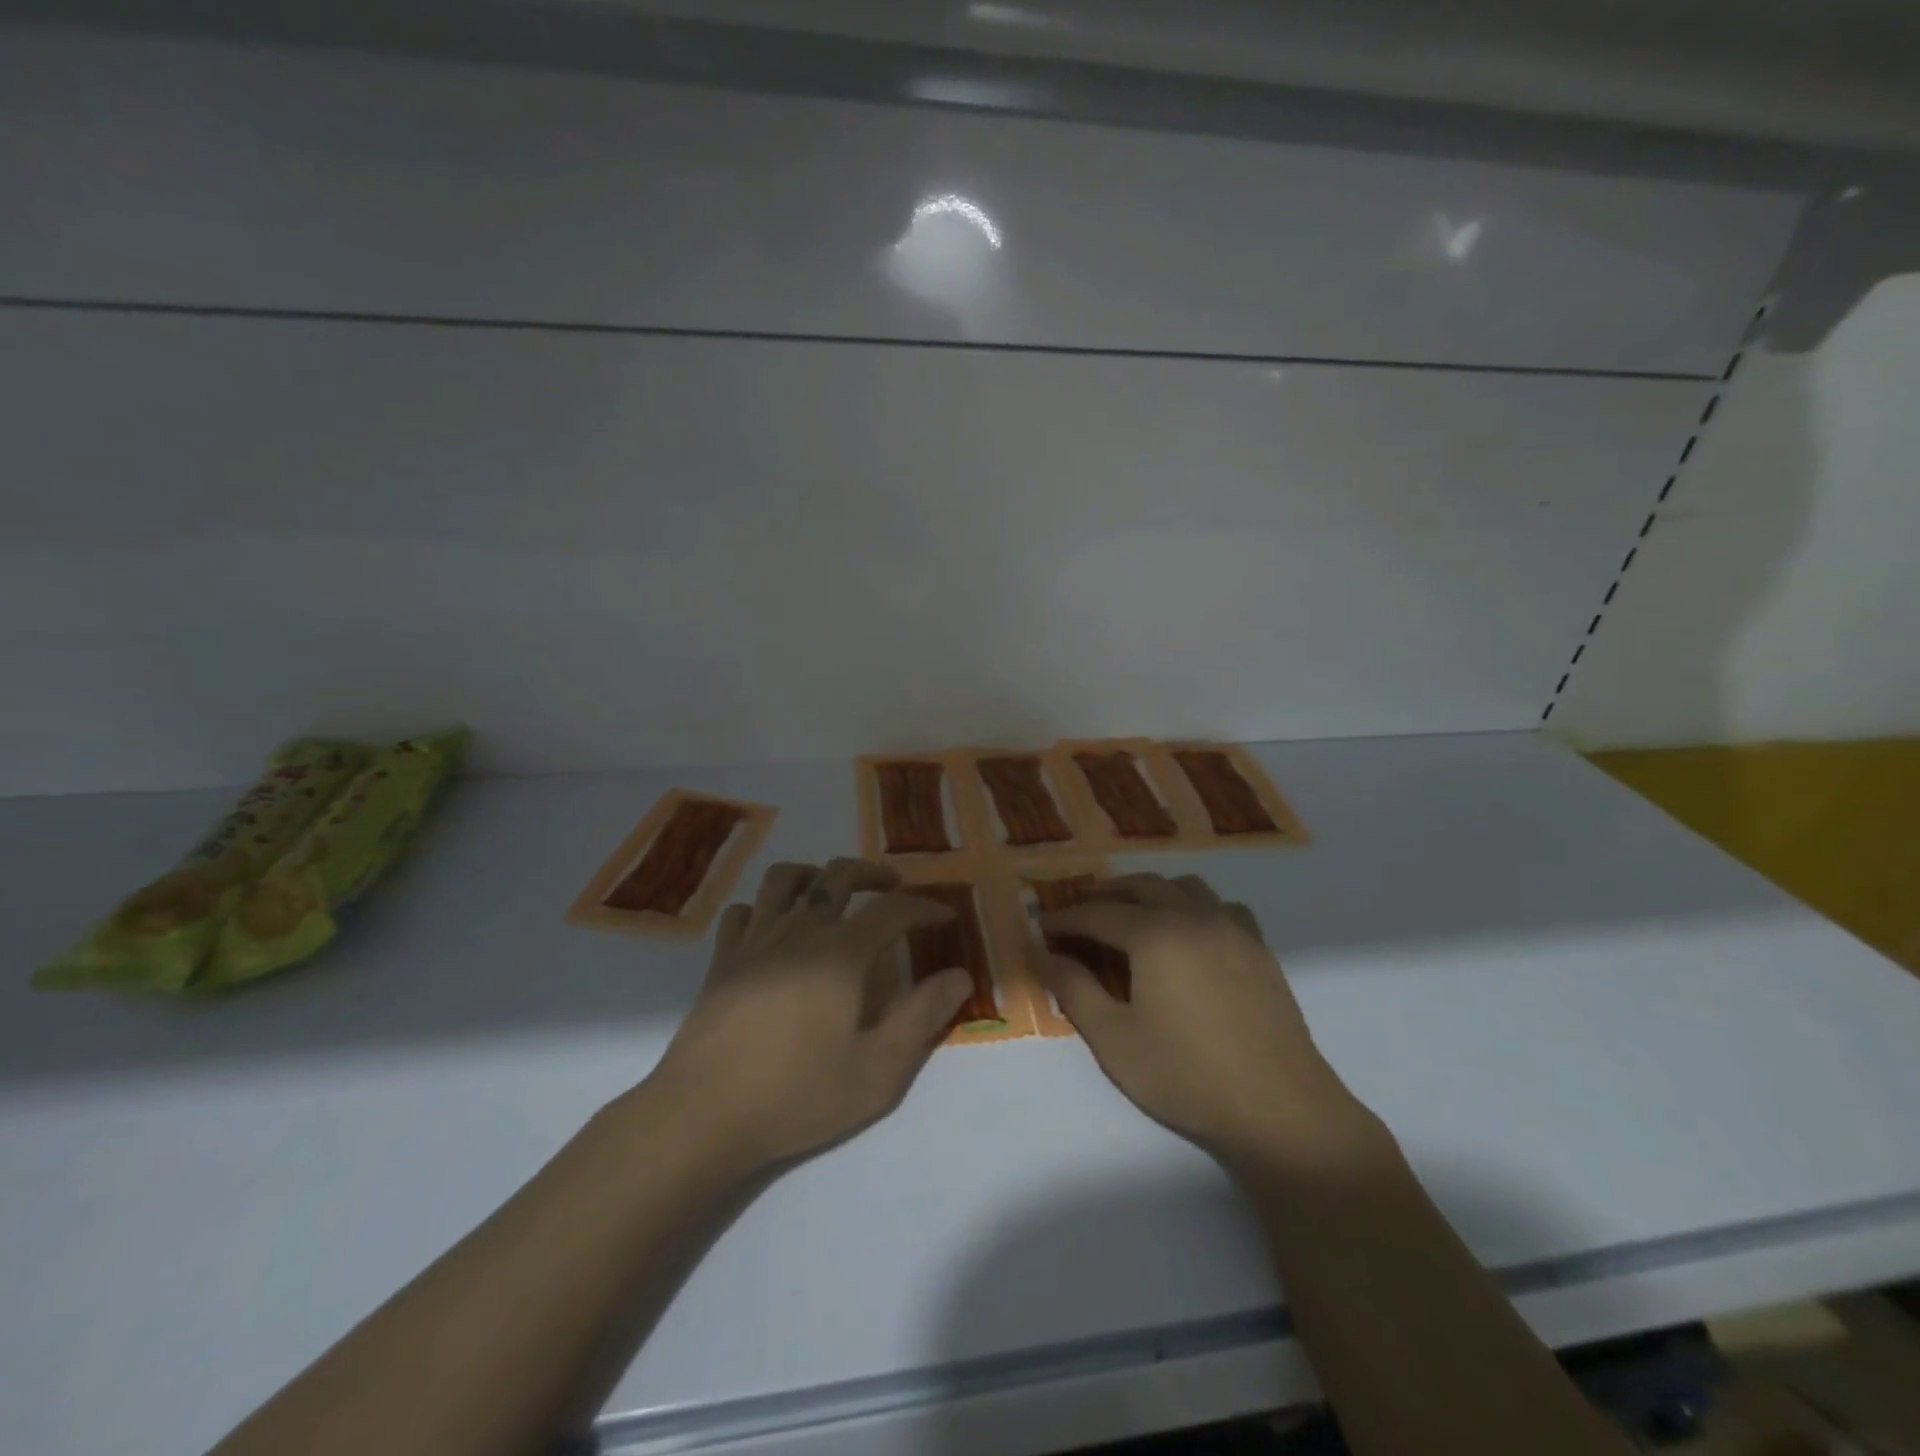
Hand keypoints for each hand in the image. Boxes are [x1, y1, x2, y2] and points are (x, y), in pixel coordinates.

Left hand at [643, 858, 971, 1173]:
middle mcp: (799, 930)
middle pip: (837, 875)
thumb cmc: (797, 1094)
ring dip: (815, 874)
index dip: (925, 907)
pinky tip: (774, 928)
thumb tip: (960, 976)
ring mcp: (755, 941)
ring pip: (785, 879)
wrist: (702, 1115)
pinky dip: (765, 907)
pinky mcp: (722, 960)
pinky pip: (745, 911)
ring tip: (831, 890)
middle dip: (872, 873)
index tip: (945, 916)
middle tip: (893, 886)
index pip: (892, 910)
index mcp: (841, 952)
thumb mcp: (877, 1070)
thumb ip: (922, 1017)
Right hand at [1041, 874, 1379, 1171]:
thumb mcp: (1114, 1040)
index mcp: (1156, 935)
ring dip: (1151, 892)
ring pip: (1184, 886)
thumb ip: (1074, 990)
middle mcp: (1194, 917)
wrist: (1280, 1110)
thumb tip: (1045, 955)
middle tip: (1080, 914)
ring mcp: (1233, 929)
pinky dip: (1195, 906)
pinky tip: (1190, 934)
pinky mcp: (1259, 948)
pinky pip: (1221, 906)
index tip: (1043, 926)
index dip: (1066, 918)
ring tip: (1132, 916)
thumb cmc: (1187, 1077)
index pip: (1098, 913)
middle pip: (1141, 885)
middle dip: (1105, 894)